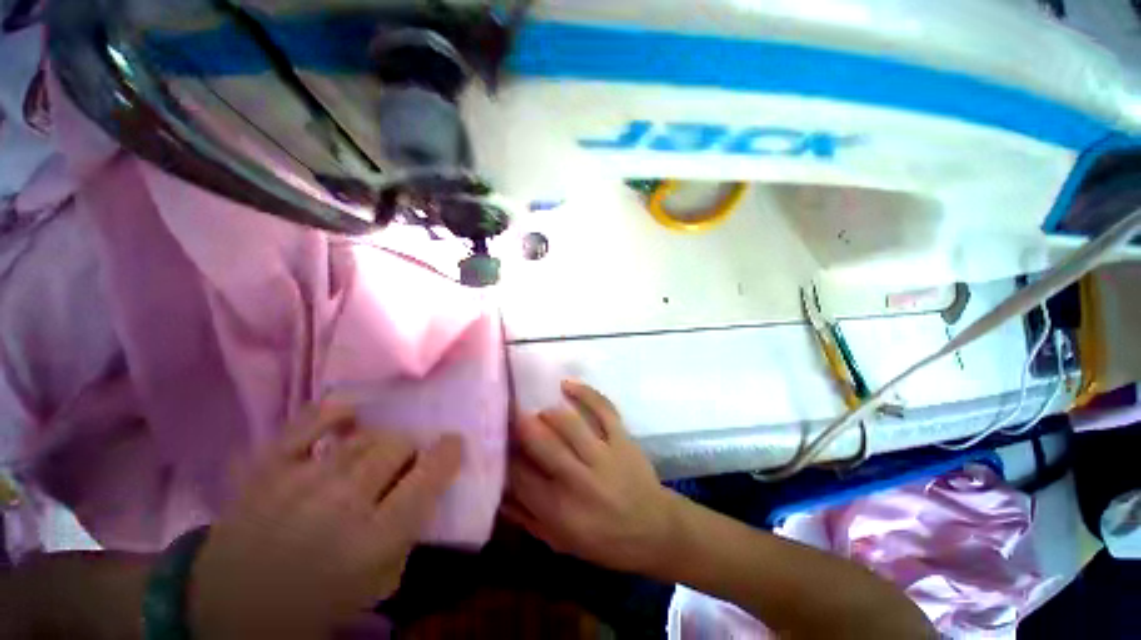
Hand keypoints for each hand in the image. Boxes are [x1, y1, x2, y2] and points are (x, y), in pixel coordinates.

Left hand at [189, 405, 463, 638]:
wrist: (225, 611)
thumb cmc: (311, 608)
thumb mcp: (377, 583)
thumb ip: (409, 532)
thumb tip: (425, 486)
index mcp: (373, 539)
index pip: (429, 475)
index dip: (449, 452)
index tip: (452, 446)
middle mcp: (342, 502)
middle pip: (397, 445)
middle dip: (410, 450)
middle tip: (404, 463)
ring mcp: (300, 479)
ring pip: (365, 434)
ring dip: (381, 440)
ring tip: (375, 453)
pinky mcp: (267, 467)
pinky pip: (310, 421)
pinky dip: (337, 413)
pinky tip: (350, 418)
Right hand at [503, 380, 677, 574]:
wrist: (654, 530)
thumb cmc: (605, 541)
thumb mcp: (560, 542)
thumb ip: (527, 517)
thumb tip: (499, 492)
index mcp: (559, 510)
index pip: (521, 476)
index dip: (505, 455)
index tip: (498, 441)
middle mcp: (579, 480)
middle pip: (542, 444)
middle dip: (522, 425)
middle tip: (509, 412)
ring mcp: (604, 455)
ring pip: (570, 424)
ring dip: (549, 412)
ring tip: (539, 409)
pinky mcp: (622, 438)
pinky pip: (603, 409)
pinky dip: (585, 393)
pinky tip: (567, 384)